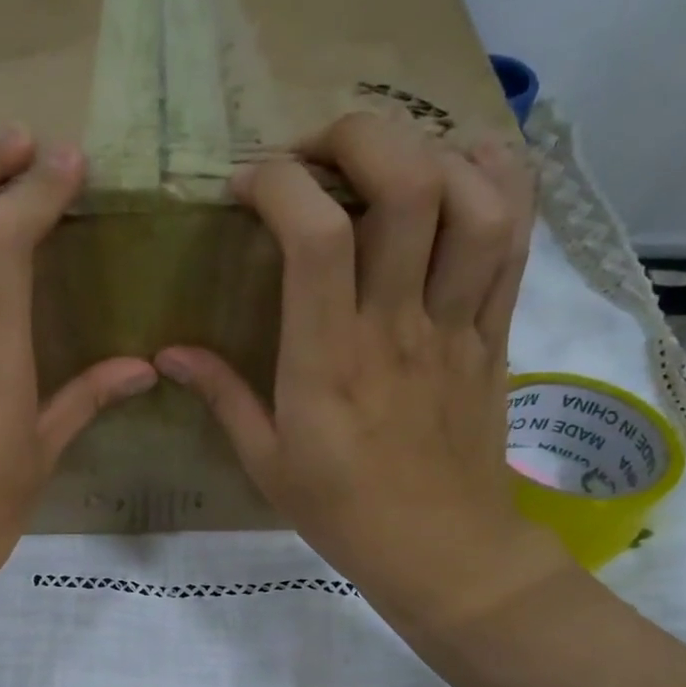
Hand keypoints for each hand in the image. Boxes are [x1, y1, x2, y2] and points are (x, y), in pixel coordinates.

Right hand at [155, 114, 570, 637]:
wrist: (440, 550)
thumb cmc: (342, 511)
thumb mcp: (265, 462)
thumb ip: (221, 397)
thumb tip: (168, 352)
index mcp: (327, 360)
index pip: (314, 235)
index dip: (278, 184)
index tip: (248, 187)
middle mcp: (396, 325)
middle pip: (406, 186)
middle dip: (358, 137)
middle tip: (318, 154)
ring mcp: (456, 324)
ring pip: (475, 201)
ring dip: (433, 153)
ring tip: (391, 159)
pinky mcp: (495, 333)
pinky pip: (517, 241)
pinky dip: (500, 182)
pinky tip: (466, 165)